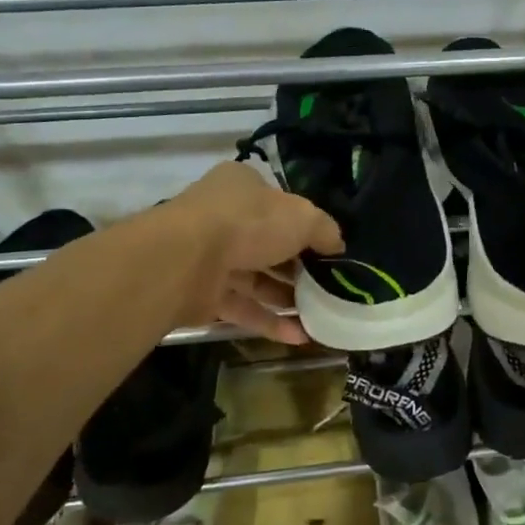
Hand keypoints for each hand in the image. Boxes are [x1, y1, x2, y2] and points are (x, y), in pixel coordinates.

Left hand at [172, 161, 342, 344]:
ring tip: (320, 316)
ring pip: (254, 279)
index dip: (304, 226)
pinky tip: (299, 337)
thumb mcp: (303, 217)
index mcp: (243, 187)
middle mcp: (223, 218)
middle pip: (267, 244)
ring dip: (286, 298)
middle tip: (328, 287)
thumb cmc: (249, 223)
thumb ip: (325, 231)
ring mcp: (209, 257)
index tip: (328, 250)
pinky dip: (268, 321)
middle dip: (298, 268)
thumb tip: (337, 246)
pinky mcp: (201, 294)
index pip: (278, 204)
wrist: (186, 259)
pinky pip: (241, 307)